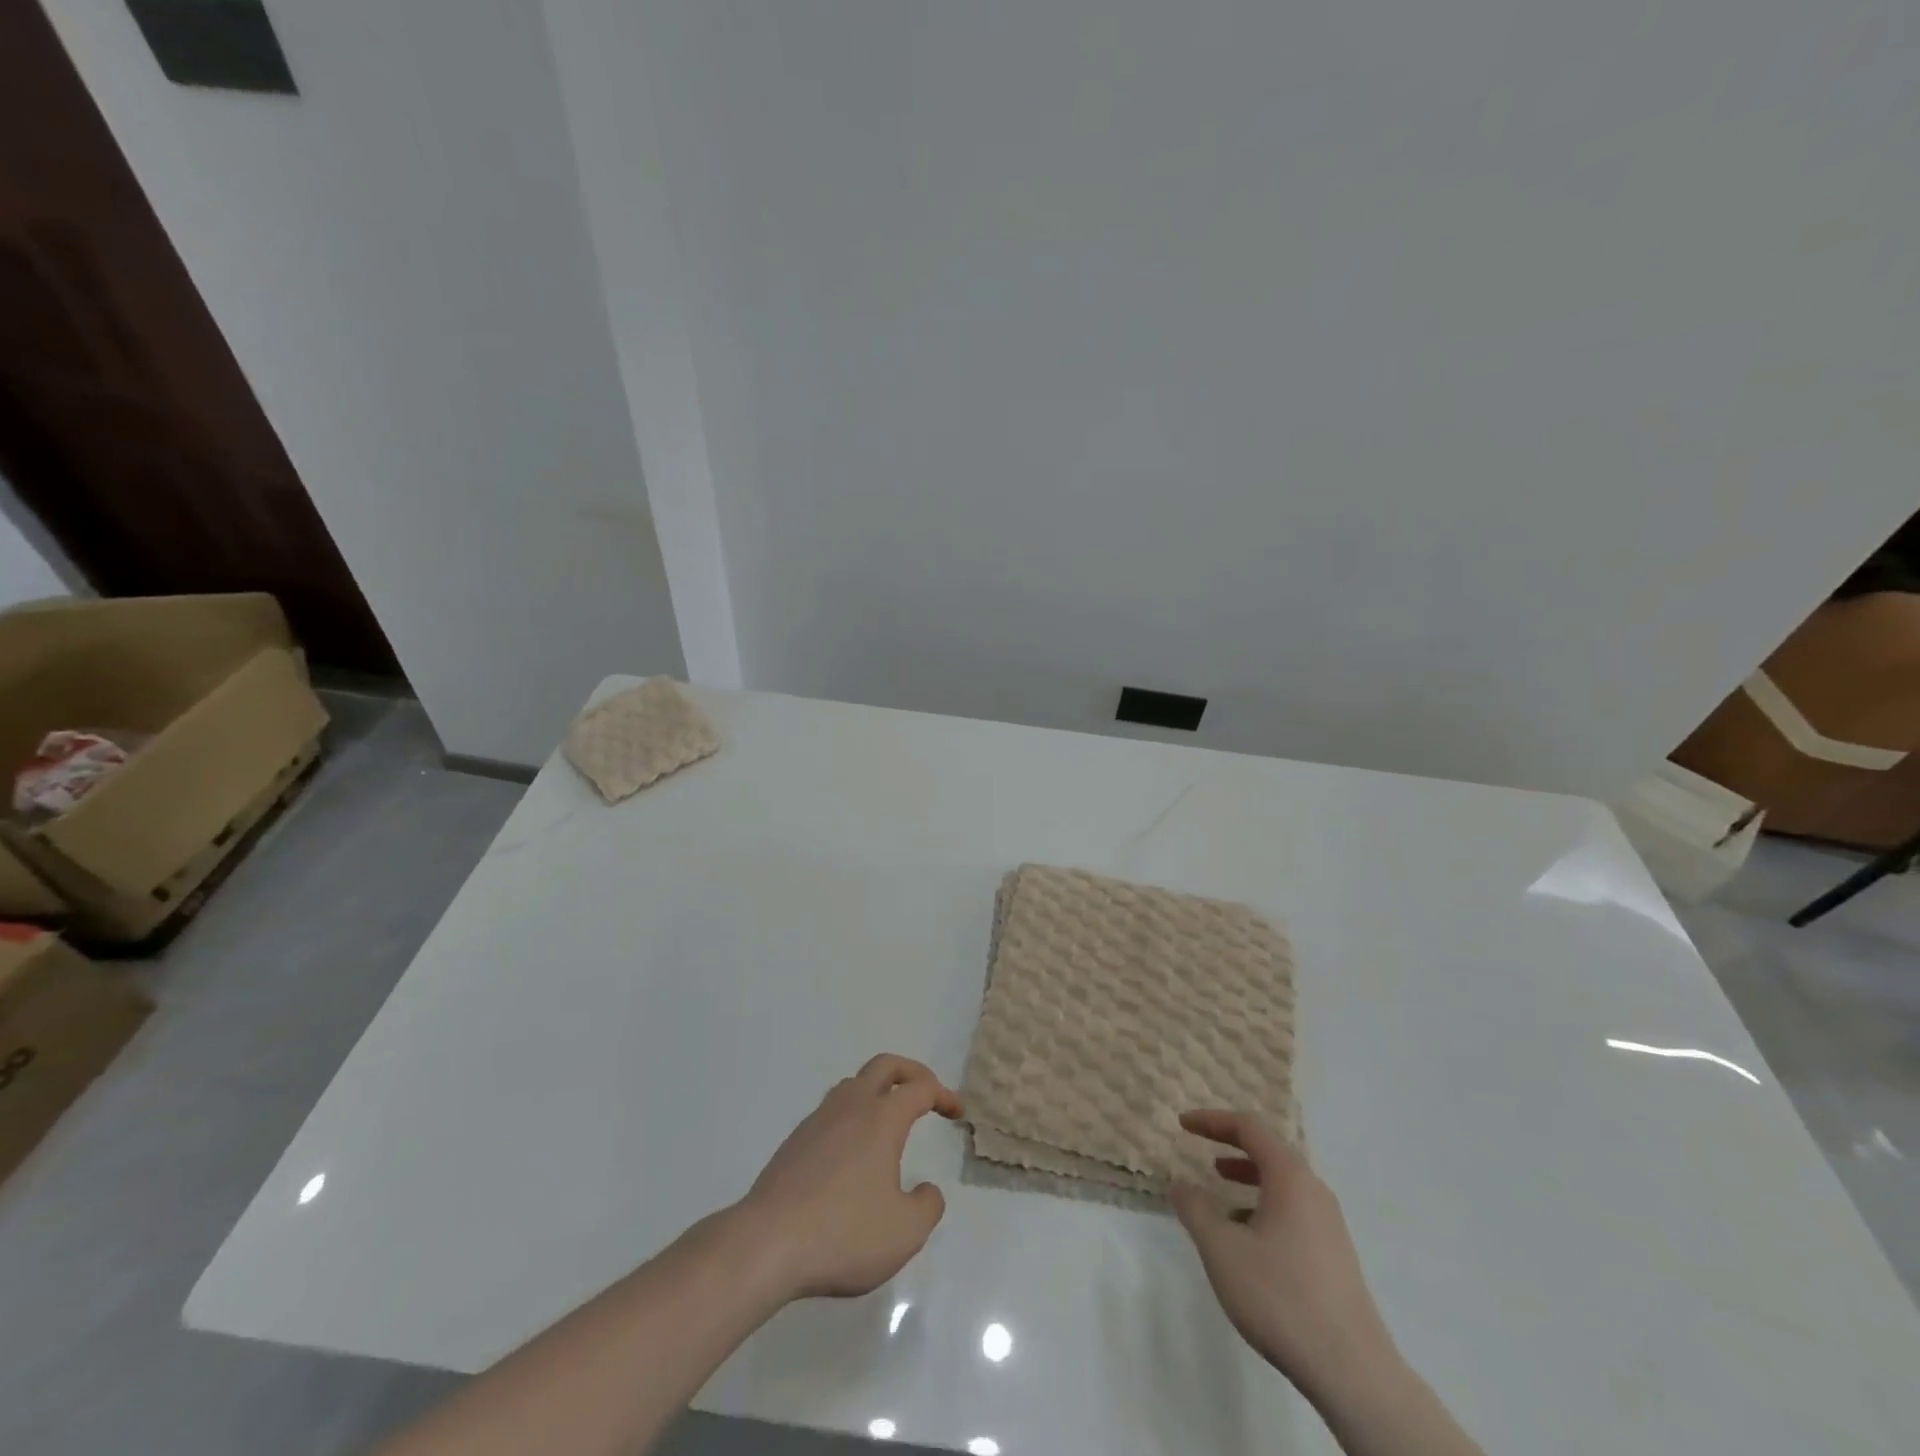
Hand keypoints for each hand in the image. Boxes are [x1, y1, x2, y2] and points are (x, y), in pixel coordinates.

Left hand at [733, 1054, 963, 1301]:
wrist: (766, 1244)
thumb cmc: (843, 1234)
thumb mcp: (904, 1233)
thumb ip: (927, 1206)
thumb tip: (926, 1190)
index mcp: (881, 1118)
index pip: (920, 1088)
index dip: (943, 1094)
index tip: (956, 1112)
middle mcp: (850, 1107)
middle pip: (884, 1065)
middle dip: (911, 1072)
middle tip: (927, 1093)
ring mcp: (818, 1120)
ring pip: (853, 1084)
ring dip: (878, 1090)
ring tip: (889, 1119)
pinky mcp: (795, 1141)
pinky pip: (832, 1111)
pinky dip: (852, 1115)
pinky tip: (852, 1151)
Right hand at [1172, 1111, 1396, 1404]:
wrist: (1352, 1372)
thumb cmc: (1281, 1297)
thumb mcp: (1222, 1249)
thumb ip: (1195, 1209)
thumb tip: (1181, 1184)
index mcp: (1290, 1177)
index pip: (1248, 1128)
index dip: (1212, 1121)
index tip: (1183, 1124)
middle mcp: (1314, 1191)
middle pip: (1269, 1152)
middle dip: (1231, 1146)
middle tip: (1201, 1151)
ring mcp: (1330, 1224)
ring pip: (1282, 1184)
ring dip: (1247, 1178)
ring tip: (1219, 1191)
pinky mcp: (1335, 1255)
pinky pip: (1293, 1211)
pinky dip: (1264, 1206)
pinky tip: (1247, 1240)